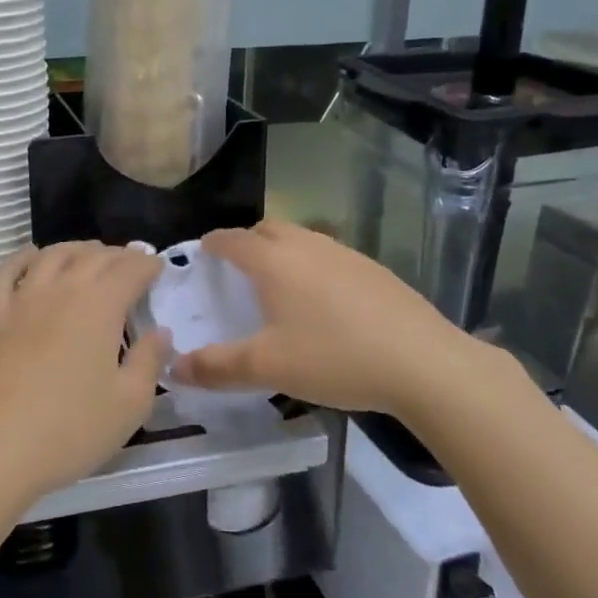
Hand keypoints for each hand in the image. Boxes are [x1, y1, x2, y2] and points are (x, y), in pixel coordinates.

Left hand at [0, 242, 165, 508]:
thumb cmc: (70, 430)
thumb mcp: (129, 404)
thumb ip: (149, 361)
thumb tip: (160, 332)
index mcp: (99, 306)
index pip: (130, 269)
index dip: (147, 264)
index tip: (158, 267)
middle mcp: (61, 290)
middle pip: (92, 257)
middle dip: (118, 255)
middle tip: (131, 263)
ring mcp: (21, 301)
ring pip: (52, 256)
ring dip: (76, 249)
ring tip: (90, 254)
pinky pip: (5, 273)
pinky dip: (22, 258)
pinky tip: (31, 257)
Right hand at [171, 221, 518, 418]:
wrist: (423, 363)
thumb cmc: (335, 357)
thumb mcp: (268, 367)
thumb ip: (217, 367)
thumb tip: (173, 368)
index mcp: (275, 262)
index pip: (233, 239)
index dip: (214, 243)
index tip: (203, 251)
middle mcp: (308, 246)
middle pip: (269, 229)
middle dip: (247, 241)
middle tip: (237, 269)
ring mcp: (345, 254)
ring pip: (302, 240)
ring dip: (283, 252)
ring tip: (278, 286)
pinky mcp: (374, 270)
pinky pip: (329, 256)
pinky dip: (312, 267)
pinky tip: (323, 303)